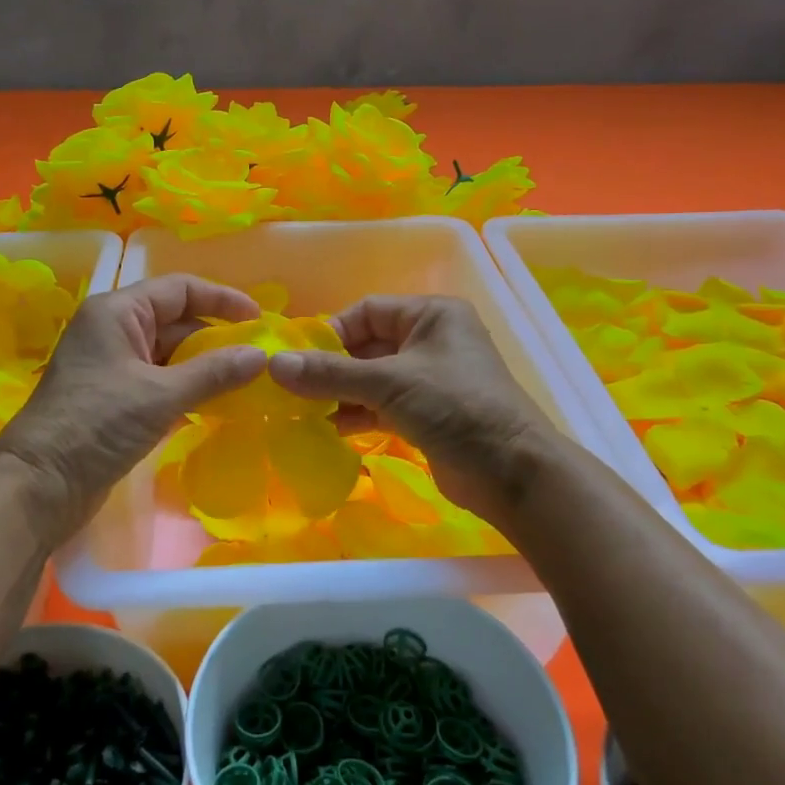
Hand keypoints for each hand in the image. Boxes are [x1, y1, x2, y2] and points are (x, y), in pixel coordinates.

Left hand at [0, 275, 266, 537]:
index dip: (222, 299)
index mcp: (117, 312)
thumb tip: (262, 356)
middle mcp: (114, 330)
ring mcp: (113, 365)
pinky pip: (161, 381)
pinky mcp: (115, 398)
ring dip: (206, 366)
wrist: (40, 485)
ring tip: (247, 381)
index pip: (179, 289)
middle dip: (217, 336)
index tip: (259, 320)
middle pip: (177, 321)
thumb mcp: (160, 394)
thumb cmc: (97, 424)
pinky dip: (189, 388)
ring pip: (170, 354)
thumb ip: (214, 372)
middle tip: (259, 357)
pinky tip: (218, 404)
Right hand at [267, 295, 558, 525]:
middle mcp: (430, 340)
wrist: (512, 472)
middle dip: (332, 367)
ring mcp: (429, 379)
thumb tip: (273, 364)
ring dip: (340, 393)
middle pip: (367, 346)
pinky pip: (382, 404)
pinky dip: (357, 413)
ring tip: (303, 411)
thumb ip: (330, 373)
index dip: (331, 332)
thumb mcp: (389, 383)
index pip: (367, 311)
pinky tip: (329, 428)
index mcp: (431, 314)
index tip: (297, 358)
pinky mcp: (427, 413)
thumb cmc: (455, 407)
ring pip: (372, 378)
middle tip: (293, 389)